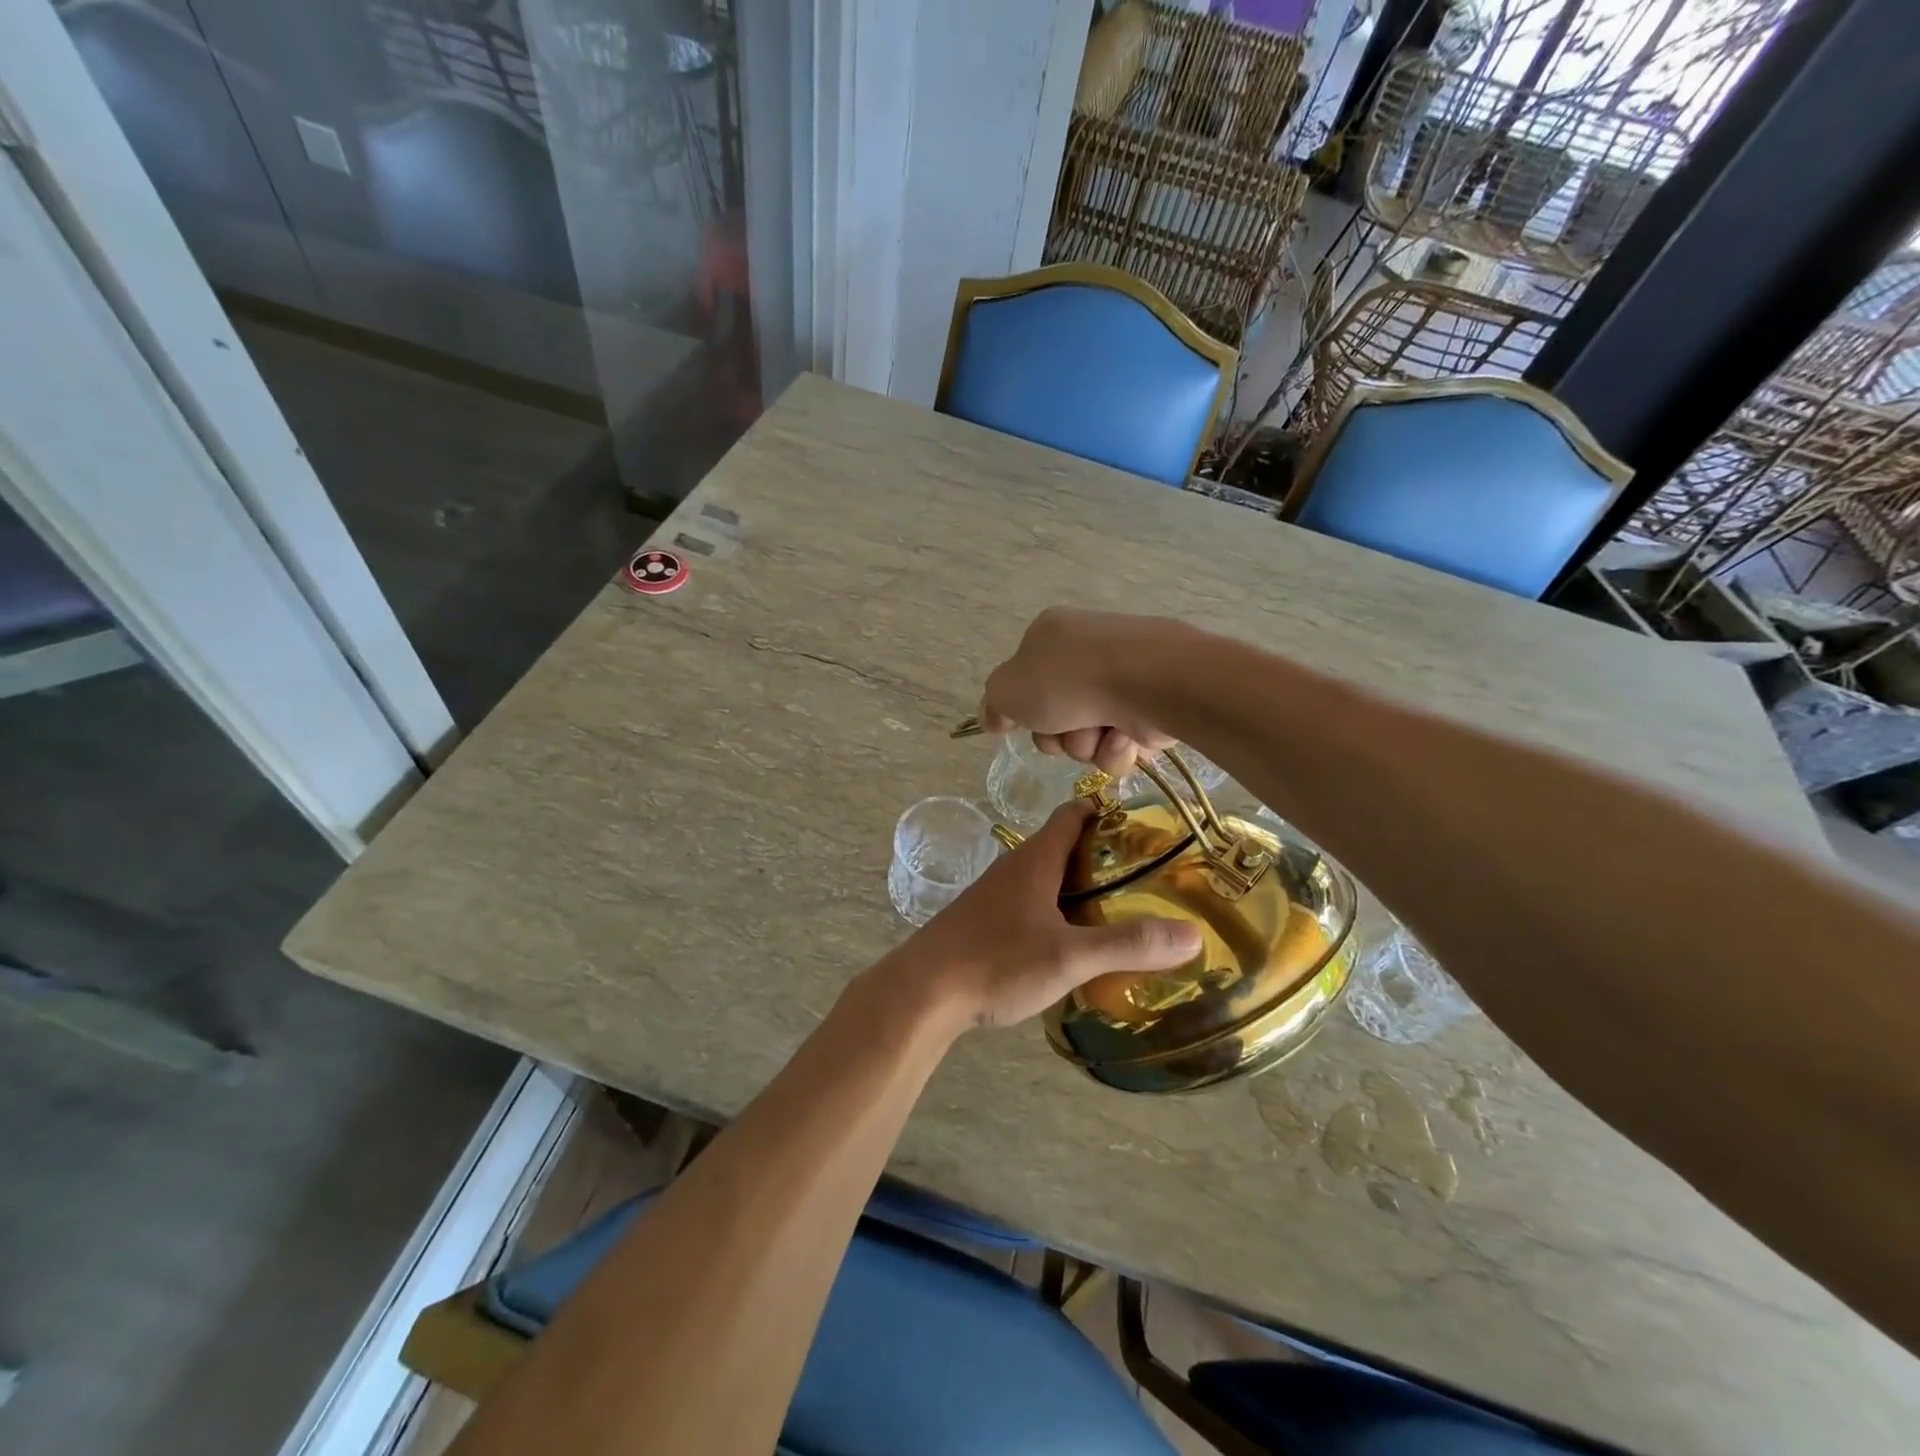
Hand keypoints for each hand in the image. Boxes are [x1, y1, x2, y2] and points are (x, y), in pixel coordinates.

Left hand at [897, 801, 1200, 1030]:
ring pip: (1047, 879)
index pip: (1074, 814)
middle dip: (1104, 856)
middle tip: (1148, 877)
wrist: (923, 992)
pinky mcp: (985, 923)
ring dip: (1080, 888)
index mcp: (1035, 860)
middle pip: (1064, 847)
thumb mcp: (1069, 956)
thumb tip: (1192, 934)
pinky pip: (1031, 906)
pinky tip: (1074, 944)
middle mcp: (1014, 868)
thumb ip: (1128, 944)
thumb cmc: (997, 961)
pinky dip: (1058, 913)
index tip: (1147, 826)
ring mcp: (996, 896)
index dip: (1108, 811)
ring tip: (1121, 911)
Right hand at [978, 607, 1177, 774]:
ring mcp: (1123, 678)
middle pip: (1056, 716)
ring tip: (1100, 733)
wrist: (1145, 681)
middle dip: (1057, 736)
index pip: (1025, 682)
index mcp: (1051, 636)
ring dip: (1087, 744)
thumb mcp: (1007, 689)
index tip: (1024, 724)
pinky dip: (1118, 747)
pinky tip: (1124, 737)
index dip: (1023, 711)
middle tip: (1063, 730)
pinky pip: (1122, 743)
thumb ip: (993, 704)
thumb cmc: (1067, 680)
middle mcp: (1088, 653)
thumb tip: (993, 718)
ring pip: (1088, 735)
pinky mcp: (1153, 704)